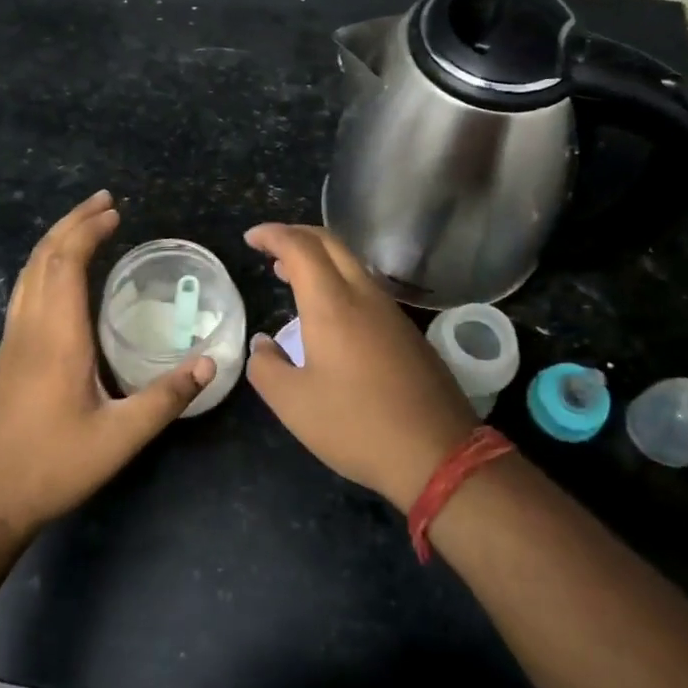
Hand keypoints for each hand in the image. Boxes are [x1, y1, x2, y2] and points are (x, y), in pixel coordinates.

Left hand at [0, 192, 213, 538]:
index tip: (116, 212)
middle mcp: (29, 328)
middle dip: (73, 222)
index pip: (66, 263)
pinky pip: (23, 291)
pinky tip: (58, 277)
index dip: (88, 231)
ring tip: (84, 225)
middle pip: (42, 257)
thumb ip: (165, 398)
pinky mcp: (5, 356)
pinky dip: (43, 266)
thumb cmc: (51, 467)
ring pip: (27, 273)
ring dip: (54, 241)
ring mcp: (11, 341)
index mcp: (56, 338)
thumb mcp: (119, 438)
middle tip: (104, 202)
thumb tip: (211, 362)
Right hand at [244, 224, 476, 508]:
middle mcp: (364, 295)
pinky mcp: (406, 331)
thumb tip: (263, 344)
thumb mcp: (293, 404)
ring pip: (351, 263)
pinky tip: (328, 310)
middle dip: (296, 234)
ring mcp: (390, 312)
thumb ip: (266, 367)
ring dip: (318, 258)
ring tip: (290, 274)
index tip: (250, 238)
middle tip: (269, 247)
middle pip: (329, 243)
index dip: (272, 234)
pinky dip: (337, 279)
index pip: (299, 247)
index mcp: (332, 304)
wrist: (438, 453)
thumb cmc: (356, 425)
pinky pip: (365, 286)